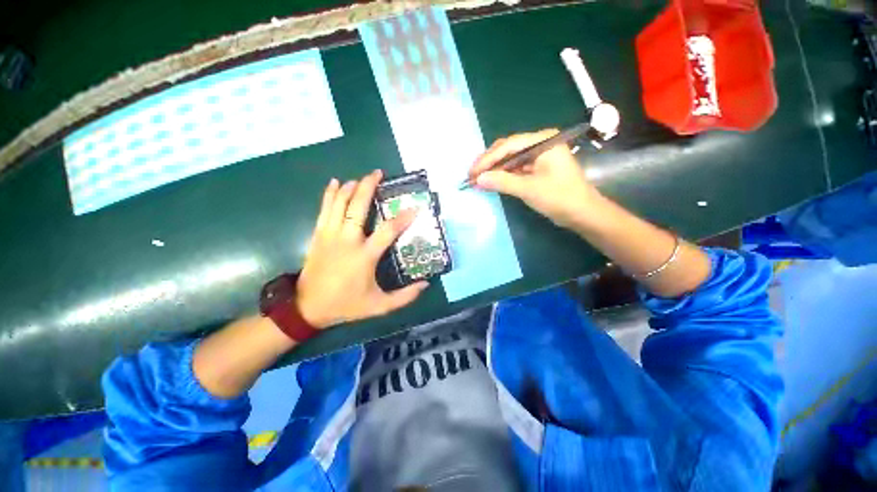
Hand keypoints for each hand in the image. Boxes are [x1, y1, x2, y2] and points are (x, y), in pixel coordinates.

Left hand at [296, 170, 428, 328]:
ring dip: (350, 187)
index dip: (403, 218)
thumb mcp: (379, 306)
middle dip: (368, 187)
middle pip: (358, 207)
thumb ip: (404, 297)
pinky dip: (330, 194)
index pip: (388, 230)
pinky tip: (335, 183)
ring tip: (361, 177)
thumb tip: (425, 285)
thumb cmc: (346, 305)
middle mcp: (347, 240)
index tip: (415, 208)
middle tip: (378, 173)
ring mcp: (330, 235)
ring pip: (339, 204)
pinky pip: (324, 209)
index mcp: (364, 255)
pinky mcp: (318, 235)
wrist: (308, 308)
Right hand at [469, 129, 602, 229]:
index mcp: (543, 141)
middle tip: (471, 175)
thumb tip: (478, 179)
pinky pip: (515, 169)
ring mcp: (538, 156)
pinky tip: (491, 181)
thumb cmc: (560, 197)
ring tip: (477, 179)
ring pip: (509, 159)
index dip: (487, 159)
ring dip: (494, 169)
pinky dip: (503, 176)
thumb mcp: (529, 189)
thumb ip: (502, 182)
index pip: (509, 145)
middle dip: (489, 163)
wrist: (583, 214)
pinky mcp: (537, 168)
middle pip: (508, 150)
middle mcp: (540, 144)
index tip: (472, 172)